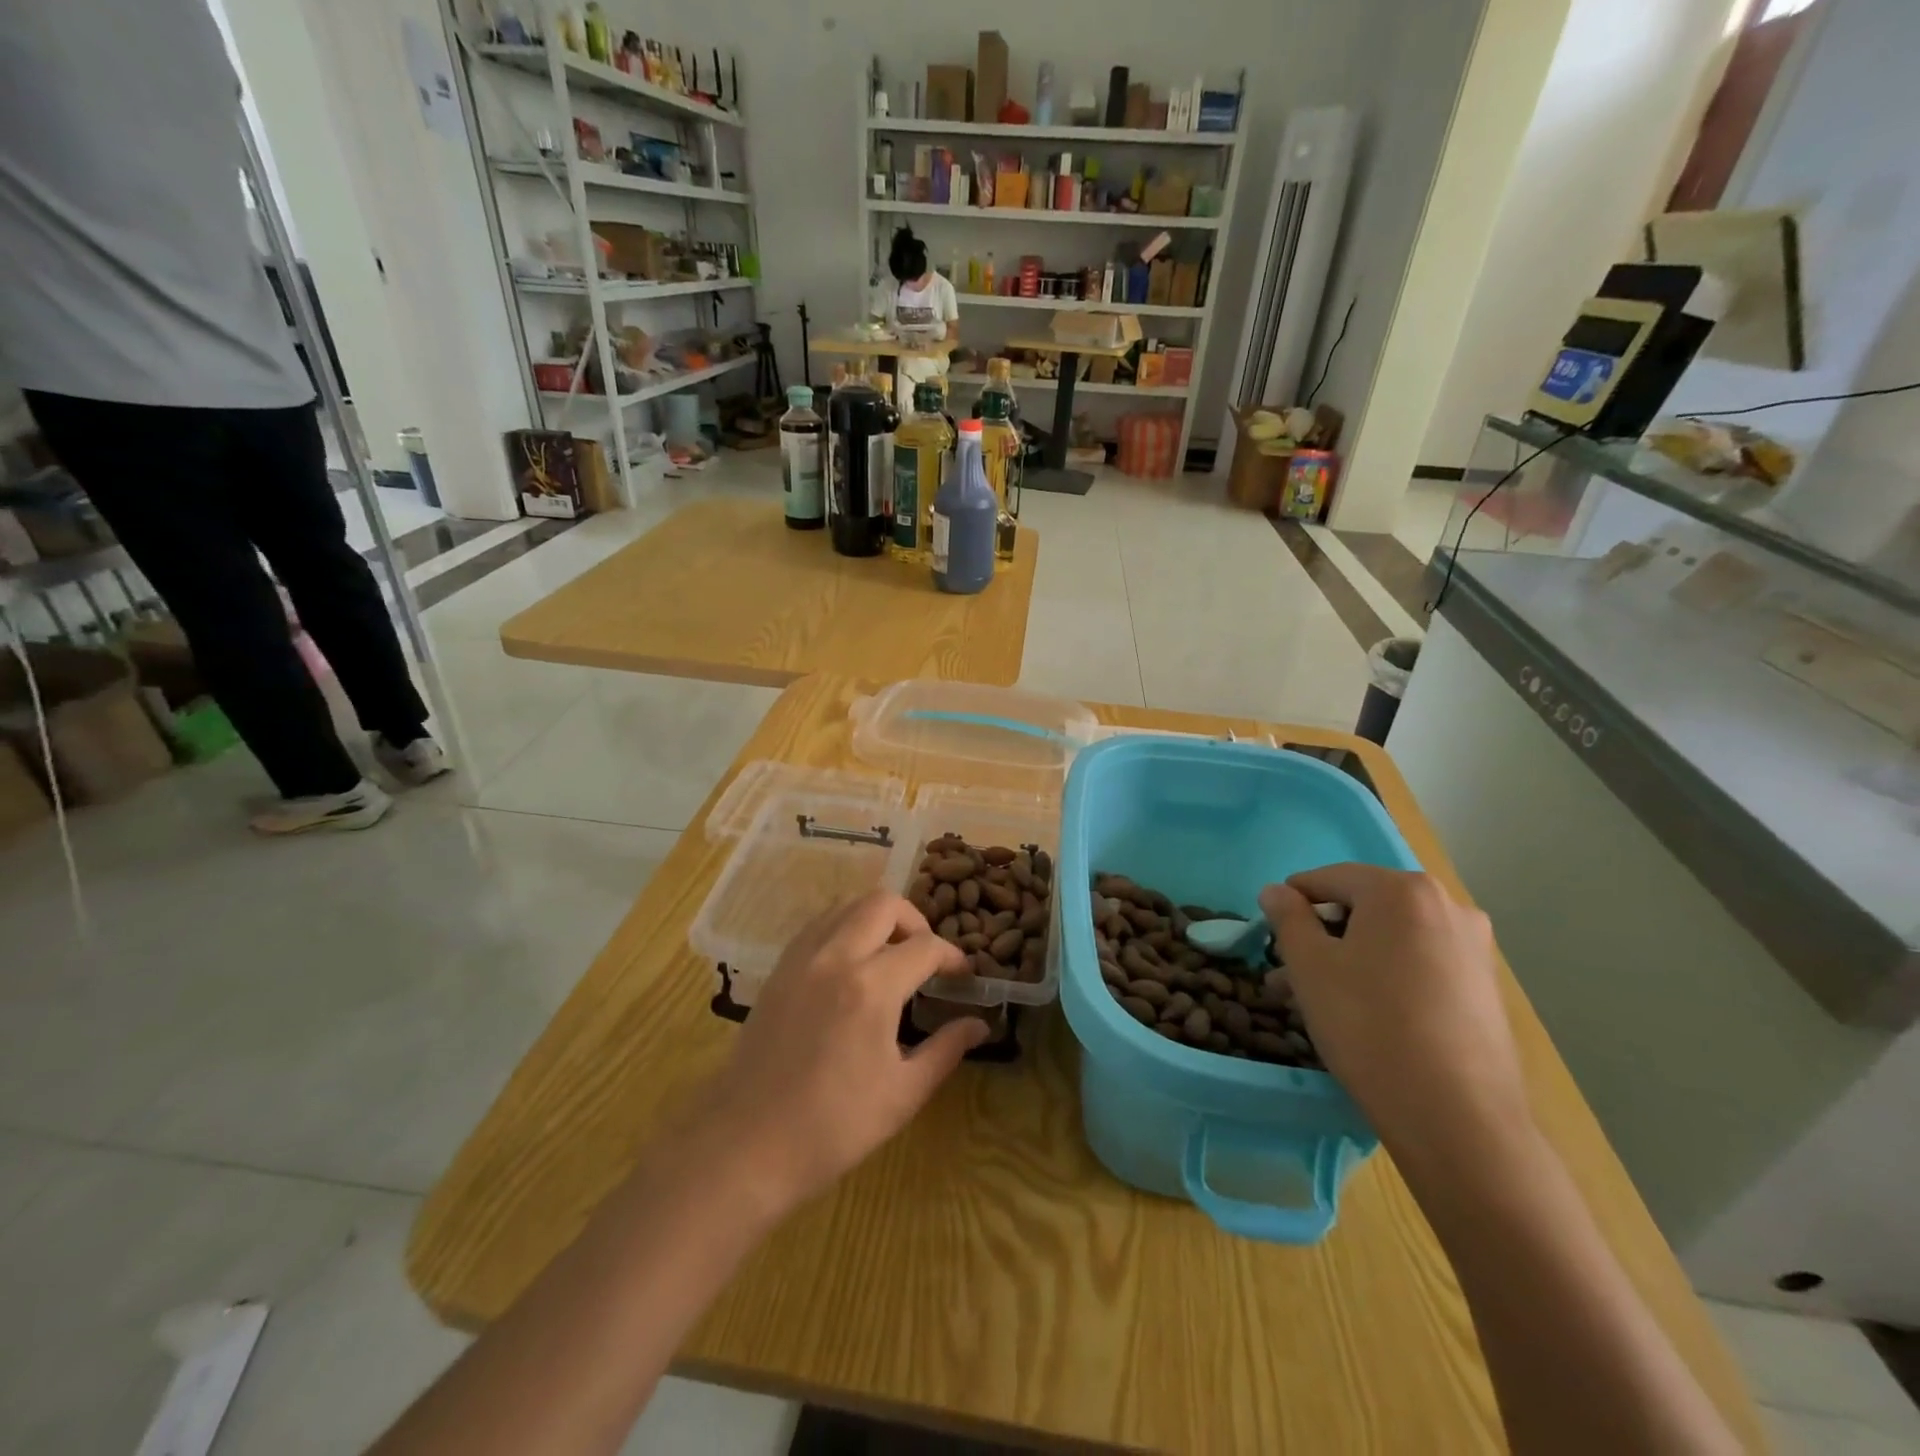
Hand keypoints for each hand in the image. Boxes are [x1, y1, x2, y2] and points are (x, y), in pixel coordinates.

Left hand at [699, 892, 988, 1214]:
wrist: (746, 1145)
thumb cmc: (832, 1127)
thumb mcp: (903, 1093)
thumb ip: (946, 1050)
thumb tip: (979, 1025)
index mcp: (871, 987)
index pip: (925, 947)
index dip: (952, 956)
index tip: (962, 975)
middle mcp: (836, 957)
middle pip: (884, 903)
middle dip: (915, 921)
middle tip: (925, 957)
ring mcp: (801, 958)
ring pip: (847, 905)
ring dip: (877, 918)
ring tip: (890, 955)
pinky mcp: (779, 969)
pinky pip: (819, 924)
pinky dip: (844, 927)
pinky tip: (852, 965)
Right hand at [1259, 866, 1529, 1166]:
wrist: (1457, 1118)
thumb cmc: (1369, 1025)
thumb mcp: (1309, 966)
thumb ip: (1287, 917)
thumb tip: (1276, 890)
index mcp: (1402, 890)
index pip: (1329, 879)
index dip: (1291, 903)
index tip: (1270, 938)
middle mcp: (1447, 906)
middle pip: (1363, 908)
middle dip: (1320, 937)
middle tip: (1288, 975)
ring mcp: (1473, 948)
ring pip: (1390, 940)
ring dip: (1348, 959)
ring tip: (1315, 1000)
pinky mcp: (1484, 987)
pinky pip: (1419, 964)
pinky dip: (1385, 976)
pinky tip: (1363, 1014)